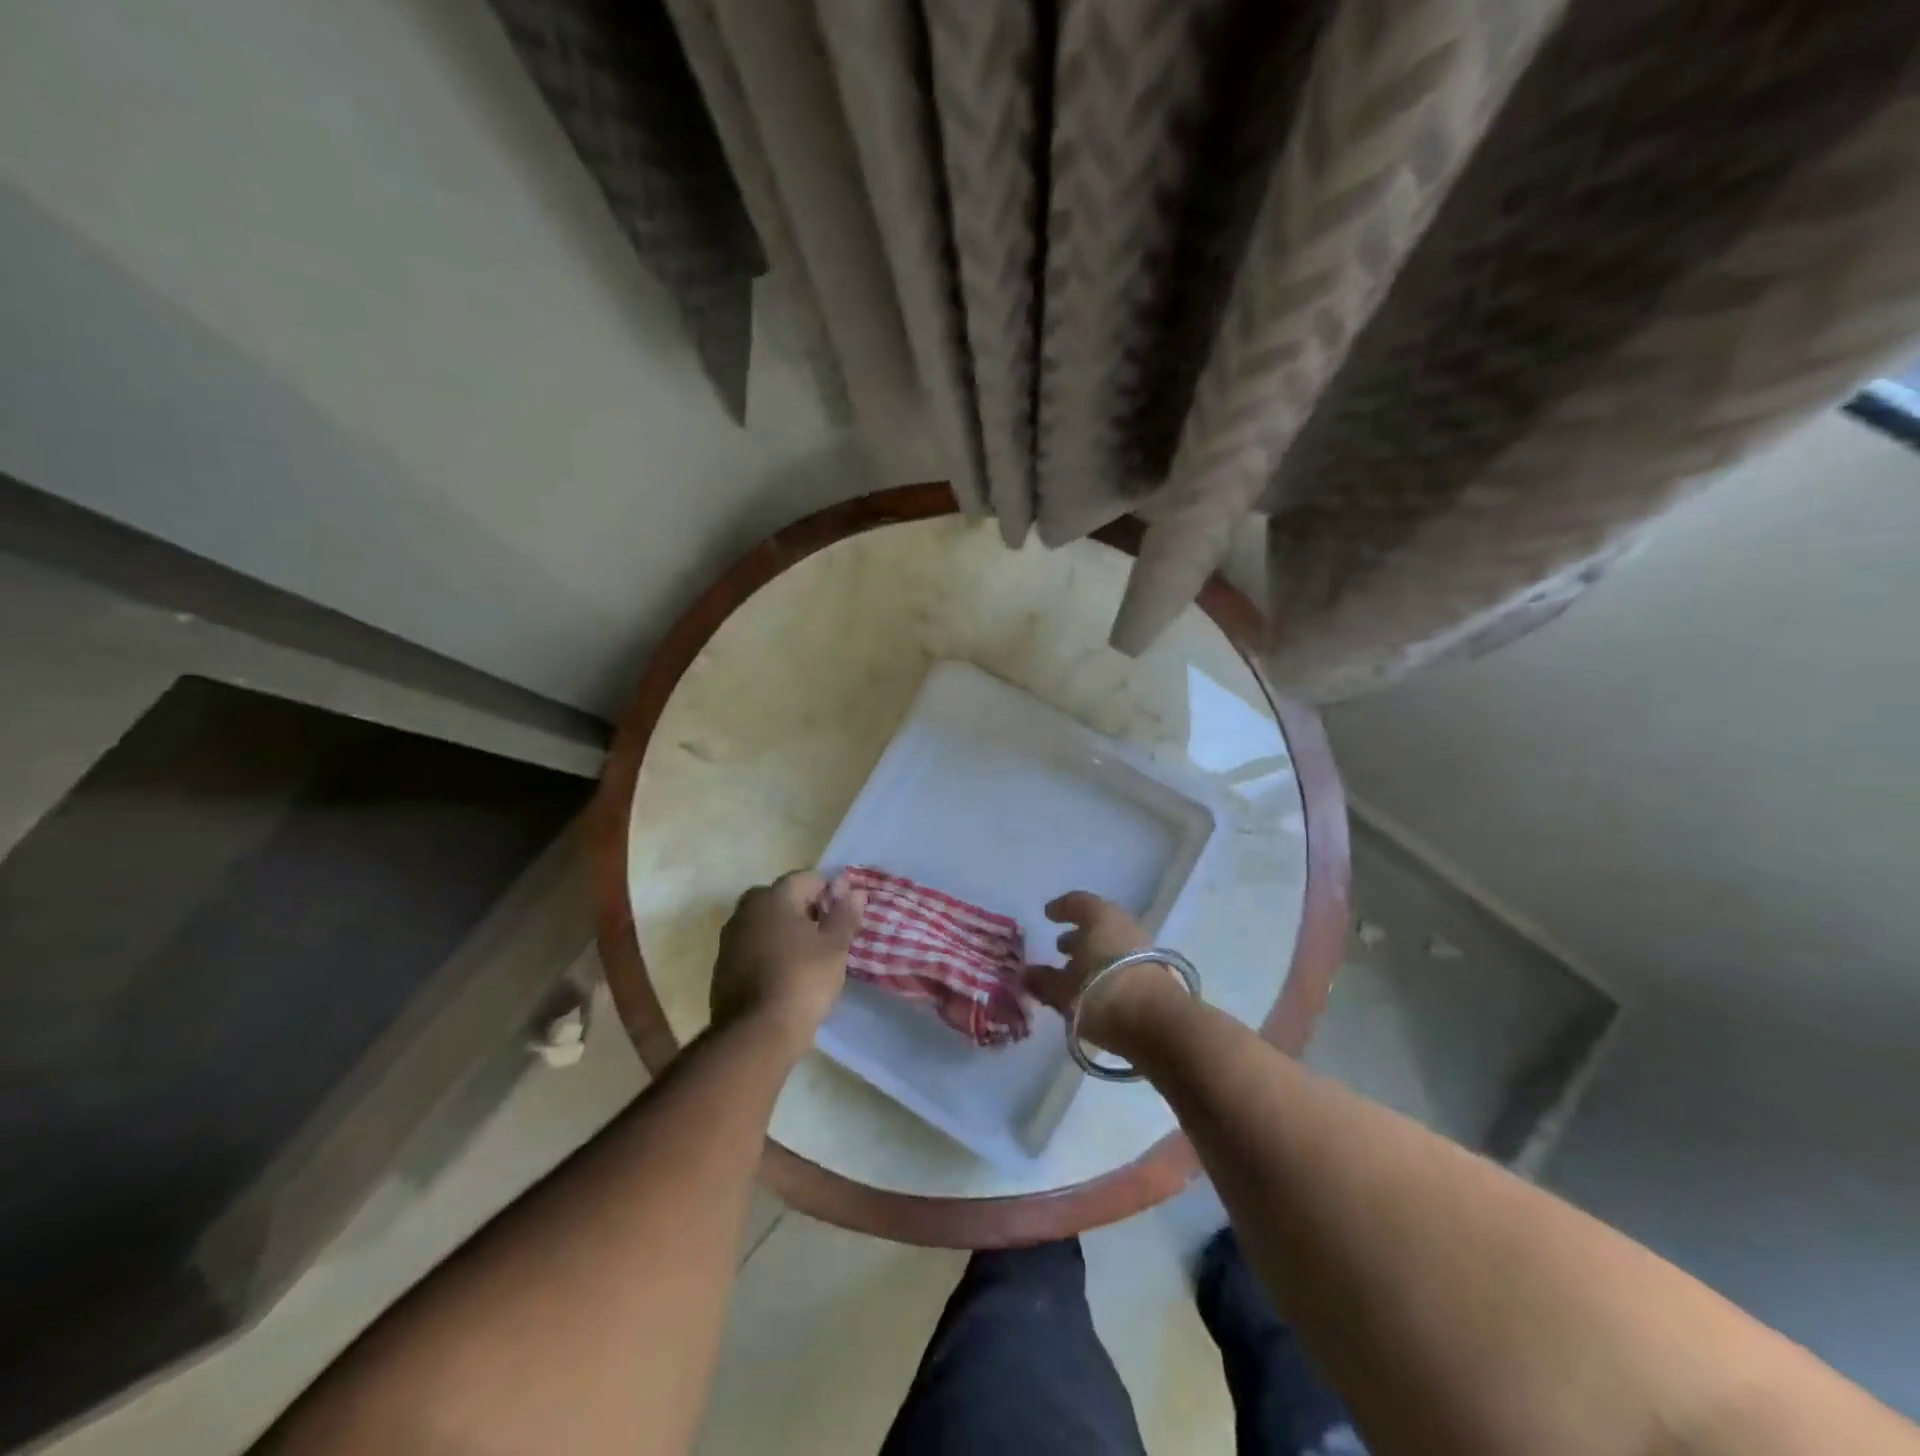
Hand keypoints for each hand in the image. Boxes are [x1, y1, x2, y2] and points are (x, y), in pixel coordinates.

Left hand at [711, 870, 864, 1048]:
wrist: (755, 1035)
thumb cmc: (802, 981)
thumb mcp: (835, 948)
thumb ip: (844, 915)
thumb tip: (854, 892)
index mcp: (773, 898)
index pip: (806, 878)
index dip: (830, 892)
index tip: (845, 914)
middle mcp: (746, 911)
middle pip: (782, 898)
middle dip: (806, 910)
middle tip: (827, 934)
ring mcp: (729, 940)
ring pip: (765, 923)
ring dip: (786, 931)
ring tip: (809, 956)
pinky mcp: (722, 968)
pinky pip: (752, 947)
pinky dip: (770, 952)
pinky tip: (786, 975)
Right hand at [1023, 891, 1179, 1052]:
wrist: (1160, 1025)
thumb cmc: (1101, 994)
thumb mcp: (1063, 991)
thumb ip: (1043, 981)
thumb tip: (1026, 974)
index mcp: (1100, 917)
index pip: (1077, 902)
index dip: (1061, 908)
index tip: (1048, 915)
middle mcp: (1124, 925)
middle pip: (1097, 925)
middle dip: (1078, 936)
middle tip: (1060, 948)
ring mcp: (1144, 949)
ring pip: (1112, 945)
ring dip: (1094, 956)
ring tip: (1075, 974)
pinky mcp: (1157, 974)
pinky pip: (1124, 964)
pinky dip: (1108, 971)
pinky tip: (1096, 991)